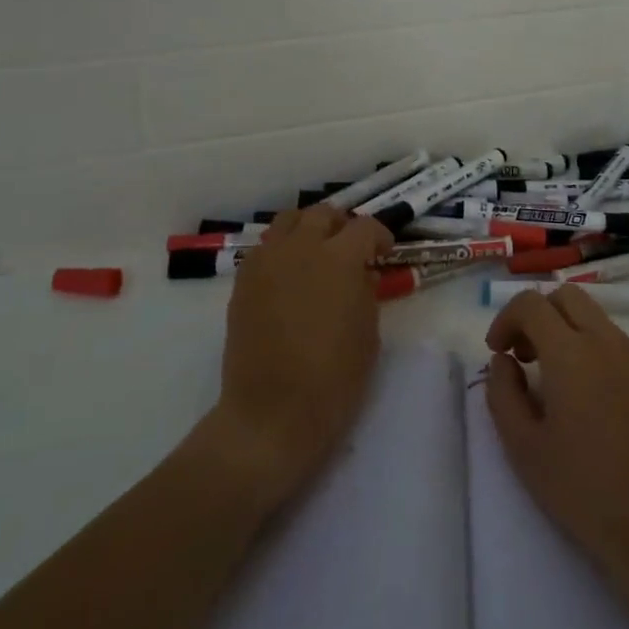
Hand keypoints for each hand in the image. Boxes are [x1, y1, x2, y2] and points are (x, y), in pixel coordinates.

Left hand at [203, 204, 392, 511]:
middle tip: (351, 248)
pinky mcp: (244, 281)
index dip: (379, 236)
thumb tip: (362, 274)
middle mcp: (301, 248)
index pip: (364, 228)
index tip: (384, 252)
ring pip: (289, 221)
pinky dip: (282, 250)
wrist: (271, 413)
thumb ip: (366, 292)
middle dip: (342, 225)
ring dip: (308, 229)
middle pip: (323, 214)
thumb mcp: (368, 333)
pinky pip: (266, 248)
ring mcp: (267, 261)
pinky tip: (291, 276)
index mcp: (339, 259)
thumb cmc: (333, 378)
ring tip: (317, 253)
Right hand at [484, 285, 628, 587]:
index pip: (532, 303)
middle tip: (524, 356)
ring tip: (553, 381)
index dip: (506, 319)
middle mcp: (607, 343)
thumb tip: (504, 361)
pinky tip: (588, 400)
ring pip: (594, 318)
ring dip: (566, 331)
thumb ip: (502, 392)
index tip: (498, 352)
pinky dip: (592, 351)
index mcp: (571, 353)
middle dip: (538, 315)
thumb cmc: (582, 490)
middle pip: (567, 296)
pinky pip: (616, 345)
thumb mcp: (522, 447)